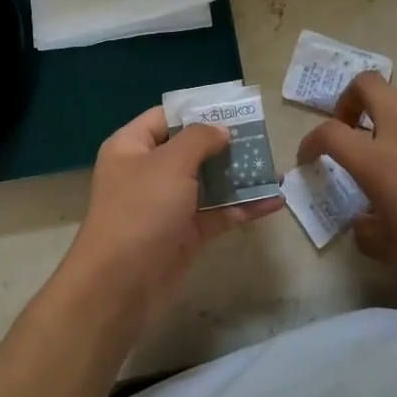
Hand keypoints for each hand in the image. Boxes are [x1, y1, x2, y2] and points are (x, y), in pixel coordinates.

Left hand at [58, 106, 283, 335]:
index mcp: (131, 148)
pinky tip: (274, 202)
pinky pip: (217, 214)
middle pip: (190, 151)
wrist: (120, 286)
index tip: (234, 110)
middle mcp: (147, 173)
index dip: (197, 111)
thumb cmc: (141, 211)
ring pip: (208, 184)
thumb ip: (199, 139)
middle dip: (226, 145)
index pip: (165, 118)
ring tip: (276, 168)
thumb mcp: (170, 163)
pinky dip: (242, 208)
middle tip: (262, 138)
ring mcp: (166, 206)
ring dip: (239, 177)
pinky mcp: (184, 236)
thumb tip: (220, 129)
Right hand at [296, 73, 396, 304]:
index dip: (310, 142)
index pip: (329, 132)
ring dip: (381, 114)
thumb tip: (364, 220)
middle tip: (348, 129)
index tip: (309, 160)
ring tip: (382, 149)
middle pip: (368, 84)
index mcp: (379, 160)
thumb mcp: (392, 252)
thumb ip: (366, 231)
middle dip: (347, 99)